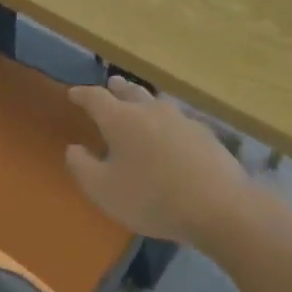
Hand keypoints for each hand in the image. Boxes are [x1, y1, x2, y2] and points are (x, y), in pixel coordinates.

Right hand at [65, 77, 253, 243]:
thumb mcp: (103, 190)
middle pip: (131, 92)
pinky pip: (177, 121)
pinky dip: (166, 123)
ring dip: (143, 101)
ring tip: (139, 104)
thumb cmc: (151, 198)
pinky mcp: (205, 134)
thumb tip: (74, 149)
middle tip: (111, 84)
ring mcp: (182, 120)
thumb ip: (81, 167)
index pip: (95, 97)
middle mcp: (150, 111)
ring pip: (157, 103)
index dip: (82, 94)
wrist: (219, 207)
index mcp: (121, 120)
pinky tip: (170, 134)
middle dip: (117, 88)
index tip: (72, 93)